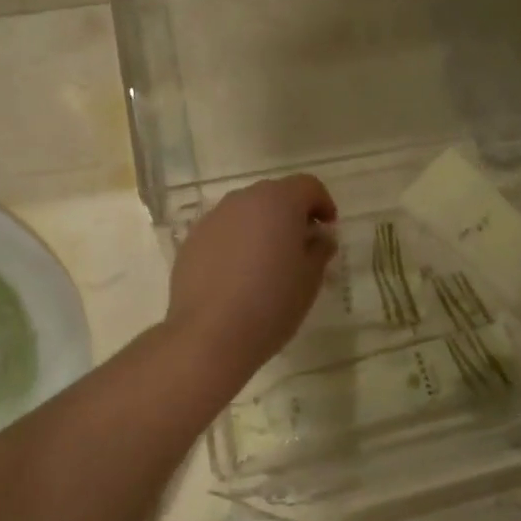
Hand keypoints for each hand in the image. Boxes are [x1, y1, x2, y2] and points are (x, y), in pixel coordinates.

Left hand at [166, 175, 337, 382]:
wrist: (210, 334)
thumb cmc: (272, 302)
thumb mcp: (310, 278)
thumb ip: (319, 249)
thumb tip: (319, 237)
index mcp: (278, 201)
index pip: (308, 186)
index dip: (323, 204)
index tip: (328, 230)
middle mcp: (242, 200)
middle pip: (275, 195)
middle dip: (292, 215)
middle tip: (301, 247)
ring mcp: (212, 219)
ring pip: (246, 213)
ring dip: (262, 228)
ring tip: (268, 264)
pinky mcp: (191, 242)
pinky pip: (223, 233)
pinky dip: (236, 244)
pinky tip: (239, 277)